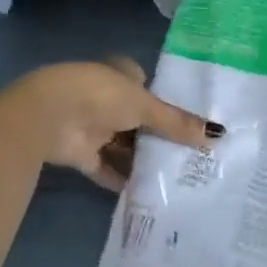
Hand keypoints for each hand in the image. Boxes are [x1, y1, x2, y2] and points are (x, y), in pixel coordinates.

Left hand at [11, 58, 214, 190]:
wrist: (49, 116)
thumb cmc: (101, 96)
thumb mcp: (145, 106)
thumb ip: (177, 122)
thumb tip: (217, 134)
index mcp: (120, 74)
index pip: (148, 87)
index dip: (166, 104)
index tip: (190, 125)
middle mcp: (106, 97)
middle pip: (137, 119)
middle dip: (157, 136)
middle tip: (189, 155)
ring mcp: (92, 126)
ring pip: (123, 145)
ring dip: (141, 160)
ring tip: (175, 178)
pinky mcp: (81, 154)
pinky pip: (106, 168)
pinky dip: (122, 179)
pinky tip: (146, 193)